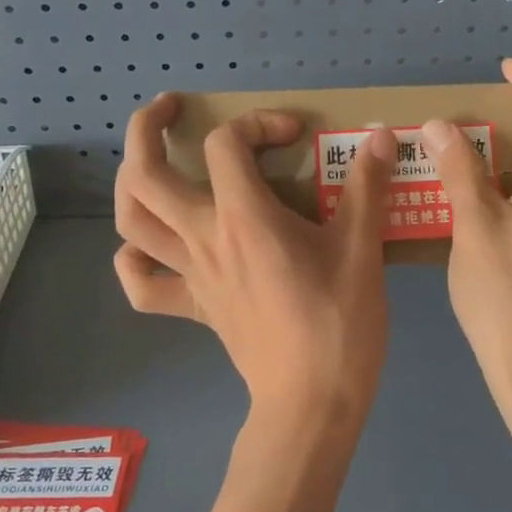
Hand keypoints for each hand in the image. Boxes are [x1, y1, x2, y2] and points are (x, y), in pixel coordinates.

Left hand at [113, 94, 396, 424]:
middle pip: (144, 174)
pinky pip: (143, 285)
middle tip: (170, 110)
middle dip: (145, 128)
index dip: (257, 123)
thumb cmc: (339, 323)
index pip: (226, 144)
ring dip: (130, 183)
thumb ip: (368, 187)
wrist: (312, 401)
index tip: (295, 136)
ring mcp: (191, 275)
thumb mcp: (362, 249)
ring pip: (131, 222)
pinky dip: (134, 260)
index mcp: (244, 218)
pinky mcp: (192, 308)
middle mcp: (204, 238)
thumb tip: (381, 136)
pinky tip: (150, 246)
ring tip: (152, 163)